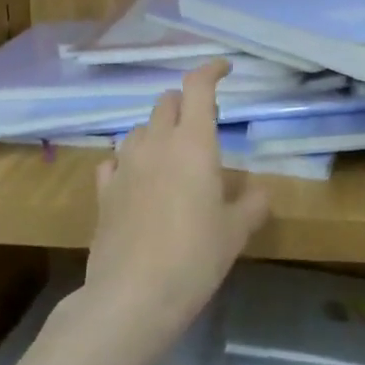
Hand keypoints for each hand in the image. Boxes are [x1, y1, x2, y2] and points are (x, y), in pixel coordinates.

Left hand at [83, 60, 271, 346]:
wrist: (133, 296)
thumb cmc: (195, 257)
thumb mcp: (236, 232)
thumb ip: (253, 204)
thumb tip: (261, 191)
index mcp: (193, 143)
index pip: (198, 87)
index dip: (211, 70)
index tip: (225, 68)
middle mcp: (156, 143)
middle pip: (166, 102)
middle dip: (186, 103)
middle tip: (203, 123)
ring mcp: (125, 165)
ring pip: (139, 128)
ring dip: (157, 130)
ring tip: (172, 154)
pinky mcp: (104, 191)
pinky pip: (115, 160)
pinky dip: (129, 159)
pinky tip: (136, 178)